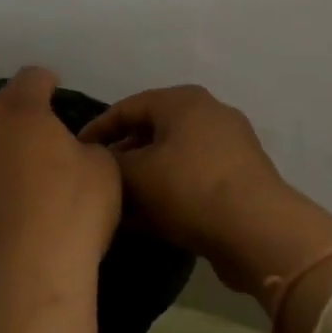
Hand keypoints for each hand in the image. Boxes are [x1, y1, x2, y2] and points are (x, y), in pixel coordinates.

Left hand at [0, 66, 121, 302]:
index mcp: (20, 111)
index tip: (54, 91)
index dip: (45, 83)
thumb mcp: (103, 171)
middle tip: (30, 140)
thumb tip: (70, 151)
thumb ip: (85, 147)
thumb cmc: (71, 215)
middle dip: (8, 117)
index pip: (31, 78)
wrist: (21, 277)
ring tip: (6, 177)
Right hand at [80, 84, 331, 298]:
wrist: (257, 231)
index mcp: (184, 101)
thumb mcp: (136, 174)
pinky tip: (147, 221)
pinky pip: (192, 181)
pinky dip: (168, 195)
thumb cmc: (189, 190)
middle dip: (122, 159)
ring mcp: (229, 148)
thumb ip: (110, 163)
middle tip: (97, 182)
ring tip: (118, 206)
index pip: (127, 107)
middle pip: (152, 133)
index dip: (97, 130)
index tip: (74, 153)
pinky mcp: (239, 180)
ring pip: (172, 160)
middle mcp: (209, 115)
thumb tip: (100, 162)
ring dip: (144, 182)